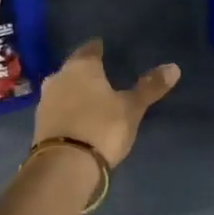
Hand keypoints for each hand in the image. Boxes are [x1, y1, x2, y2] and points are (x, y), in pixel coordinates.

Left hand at [33, 40, 180, 167]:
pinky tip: (78, 118)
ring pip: (63, 89)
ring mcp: (45, 102)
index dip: (98, 48)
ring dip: (75, 92)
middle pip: (73, 69)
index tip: (104, 48)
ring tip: (91, 98)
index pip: (90, 49)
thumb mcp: (131, 108)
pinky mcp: (39, 125)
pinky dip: (68, 111)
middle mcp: (58, 78)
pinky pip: (58, 110)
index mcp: (80, 67)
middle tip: (101, 75)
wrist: (64, 166)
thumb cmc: (102, 127)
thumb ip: (149, 87)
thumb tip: (174, 67)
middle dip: (85, 72)